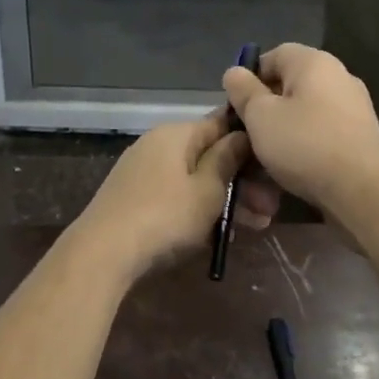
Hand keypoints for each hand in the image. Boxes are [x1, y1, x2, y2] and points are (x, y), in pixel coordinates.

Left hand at [71, 109, 280, 280]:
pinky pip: (176, 197)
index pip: (222, 124)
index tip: (275, 167)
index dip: (251, 143)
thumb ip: (227, 160)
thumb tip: (240, 134)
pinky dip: (198, 210)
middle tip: (268, 211)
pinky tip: (218, 235)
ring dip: (225, 200)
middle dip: (242, 182)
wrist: (103, 253)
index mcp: (176, 134)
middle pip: (209, 156)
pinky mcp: (134, 198)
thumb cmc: (165, 217)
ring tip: (253, 228)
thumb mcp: (207, 190)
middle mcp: (157, 145)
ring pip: (194, 180)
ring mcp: (142, 172)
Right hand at [222, 43, 378, 216]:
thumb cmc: (304, 144)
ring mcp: (354, 107)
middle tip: (247, 134)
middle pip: (291, 85)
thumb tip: (235, 72)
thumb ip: (243, 91)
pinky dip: (304, 145)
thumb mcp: (260, 116)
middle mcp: (339, 77)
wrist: (362, 190)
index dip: (250, 77)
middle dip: (265, 108)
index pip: (275, 55)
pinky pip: (322, 133)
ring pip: (305, 112)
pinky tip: (291, 169)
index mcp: (314, 63)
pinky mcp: (361, 137)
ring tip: (265, 158)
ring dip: (283, 131)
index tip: (237, 106)